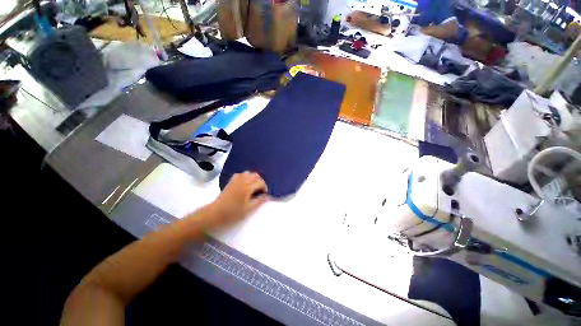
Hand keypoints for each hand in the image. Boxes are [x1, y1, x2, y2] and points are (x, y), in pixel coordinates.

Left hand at [207, 172, 269, 227]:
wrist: (215, 213)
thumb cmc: (233, 212)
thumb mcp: (249, 209)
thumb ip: (260, 201)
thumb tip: (268, 196)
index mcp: (247, 187)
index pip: (260, 182)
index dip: (264, 188)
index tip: (264, 195)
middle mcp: (243, 180)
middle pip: (255, 175)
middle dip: (260, 182)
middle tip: (260, 191)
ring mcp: (236, 180)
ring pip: (249, 173)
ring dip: (254, 178)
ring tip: (254, 187)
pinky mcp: (231, 181)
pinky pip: (241, 174)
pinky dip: (246, 176)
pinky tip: (245, 184)